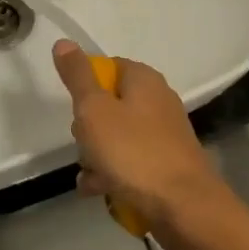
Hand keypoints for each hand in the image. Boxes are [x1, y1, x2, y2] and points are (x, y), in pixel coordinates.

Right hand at [52, 40, 230, 249]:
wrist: (184, 207)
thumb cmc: (134, 152)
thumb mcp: (95, 110)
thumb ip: (77, 76)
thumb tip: (64, 42)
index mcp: (144, 79)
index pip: (106, 67)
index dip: (85, 86)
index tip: (76, 110)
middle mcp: (157, 100)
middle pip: (109, 104)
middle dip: (88, 127)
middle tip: (85, 144)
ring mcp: (164, 133)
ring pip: (116, 136)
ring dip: (96, 155)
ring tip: (90, 176)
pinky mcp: (166, 163)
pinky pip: (130, 161)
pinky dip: (113, 172)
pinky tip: (99, 190)